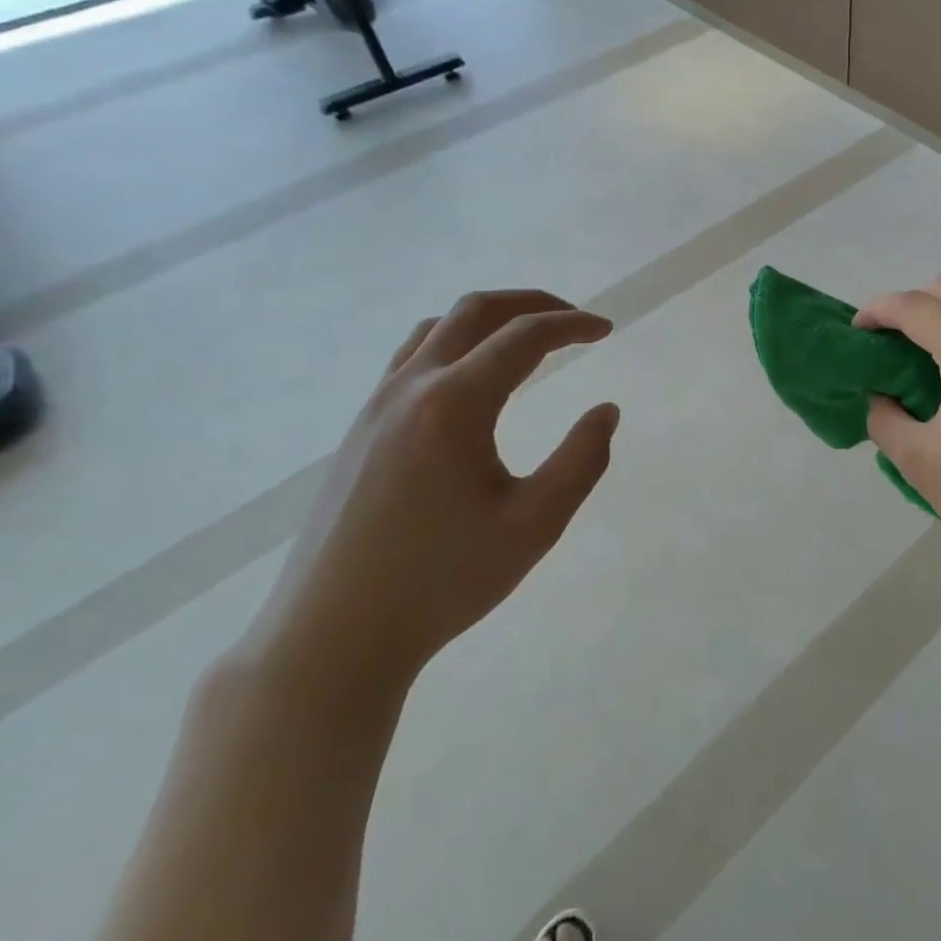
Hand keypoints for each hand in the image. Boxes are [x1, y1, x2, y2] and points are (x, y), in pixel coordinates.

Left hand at [243, 291, 619, 696]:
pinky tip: (473, 379)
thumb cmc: (442, 580)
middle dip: (531, 304)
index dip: (573, 325)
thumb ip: (582, 460)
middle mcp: (411, 388)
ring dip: (490, 320)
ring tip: (528, 340)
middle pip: (476, 311)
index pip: (524, 337)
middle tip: (573, 321)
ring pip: (438, 329)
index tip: (607, 330)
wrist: (333, 636)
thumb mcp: (535, 525)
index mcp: (455, 404)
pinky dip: (456, 343)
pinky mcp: (360, 430)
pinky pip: (412, 357)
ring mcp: (376, 406)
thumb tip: (606, 411)